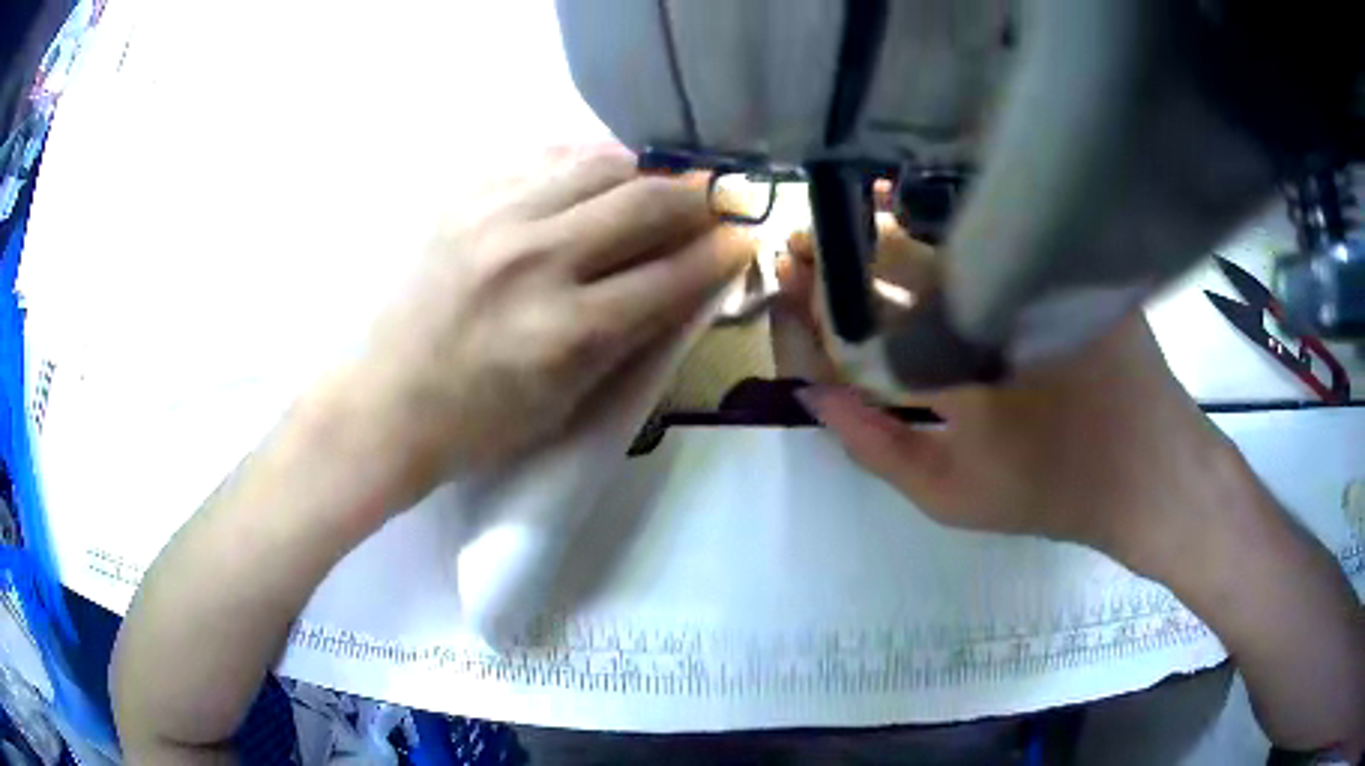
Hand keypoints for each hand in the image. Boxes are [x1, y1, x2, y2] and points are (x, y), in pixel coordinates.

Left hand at [340, 148, 751, 499]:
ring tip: (658, 183)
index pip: (672, 273)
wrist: (383, 403)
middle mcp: (536, 261)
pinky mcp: (463, 197)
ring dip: (645, 171)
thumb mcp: (568, 400)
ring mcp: (494, 219)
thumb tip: (687, 282)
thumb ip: (632, 335)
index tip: (743, 237)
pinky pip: (542, 155)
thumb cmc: (478, 423)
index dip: (722, 251)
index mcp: (568, 332)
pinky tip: (598, 172)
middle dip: (699, 197)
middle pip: (646, 201)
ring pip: (599, 164)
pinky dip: (585, 159)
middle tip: (717, 198)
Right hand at [777, 225, 1239, 568]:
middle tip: (807, 244)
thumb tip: (811, 394)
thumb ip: (875, 447)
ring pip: (940, 233)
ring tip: (849, 225)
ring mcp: (1031, 271)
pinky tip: (918, 212)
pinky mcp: (1066, 260)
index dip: (810, 294)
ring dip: (884, 224)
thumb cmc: (1051, 490)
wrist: (1149, 470)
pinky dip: (945, 215)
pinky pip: (992, 226)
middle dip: (836, 247)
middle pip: (892, 257)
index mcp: (954, 362)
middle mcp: (988, 300)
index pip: (857, 314)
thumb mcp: (951, 495)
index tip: (784, 275)